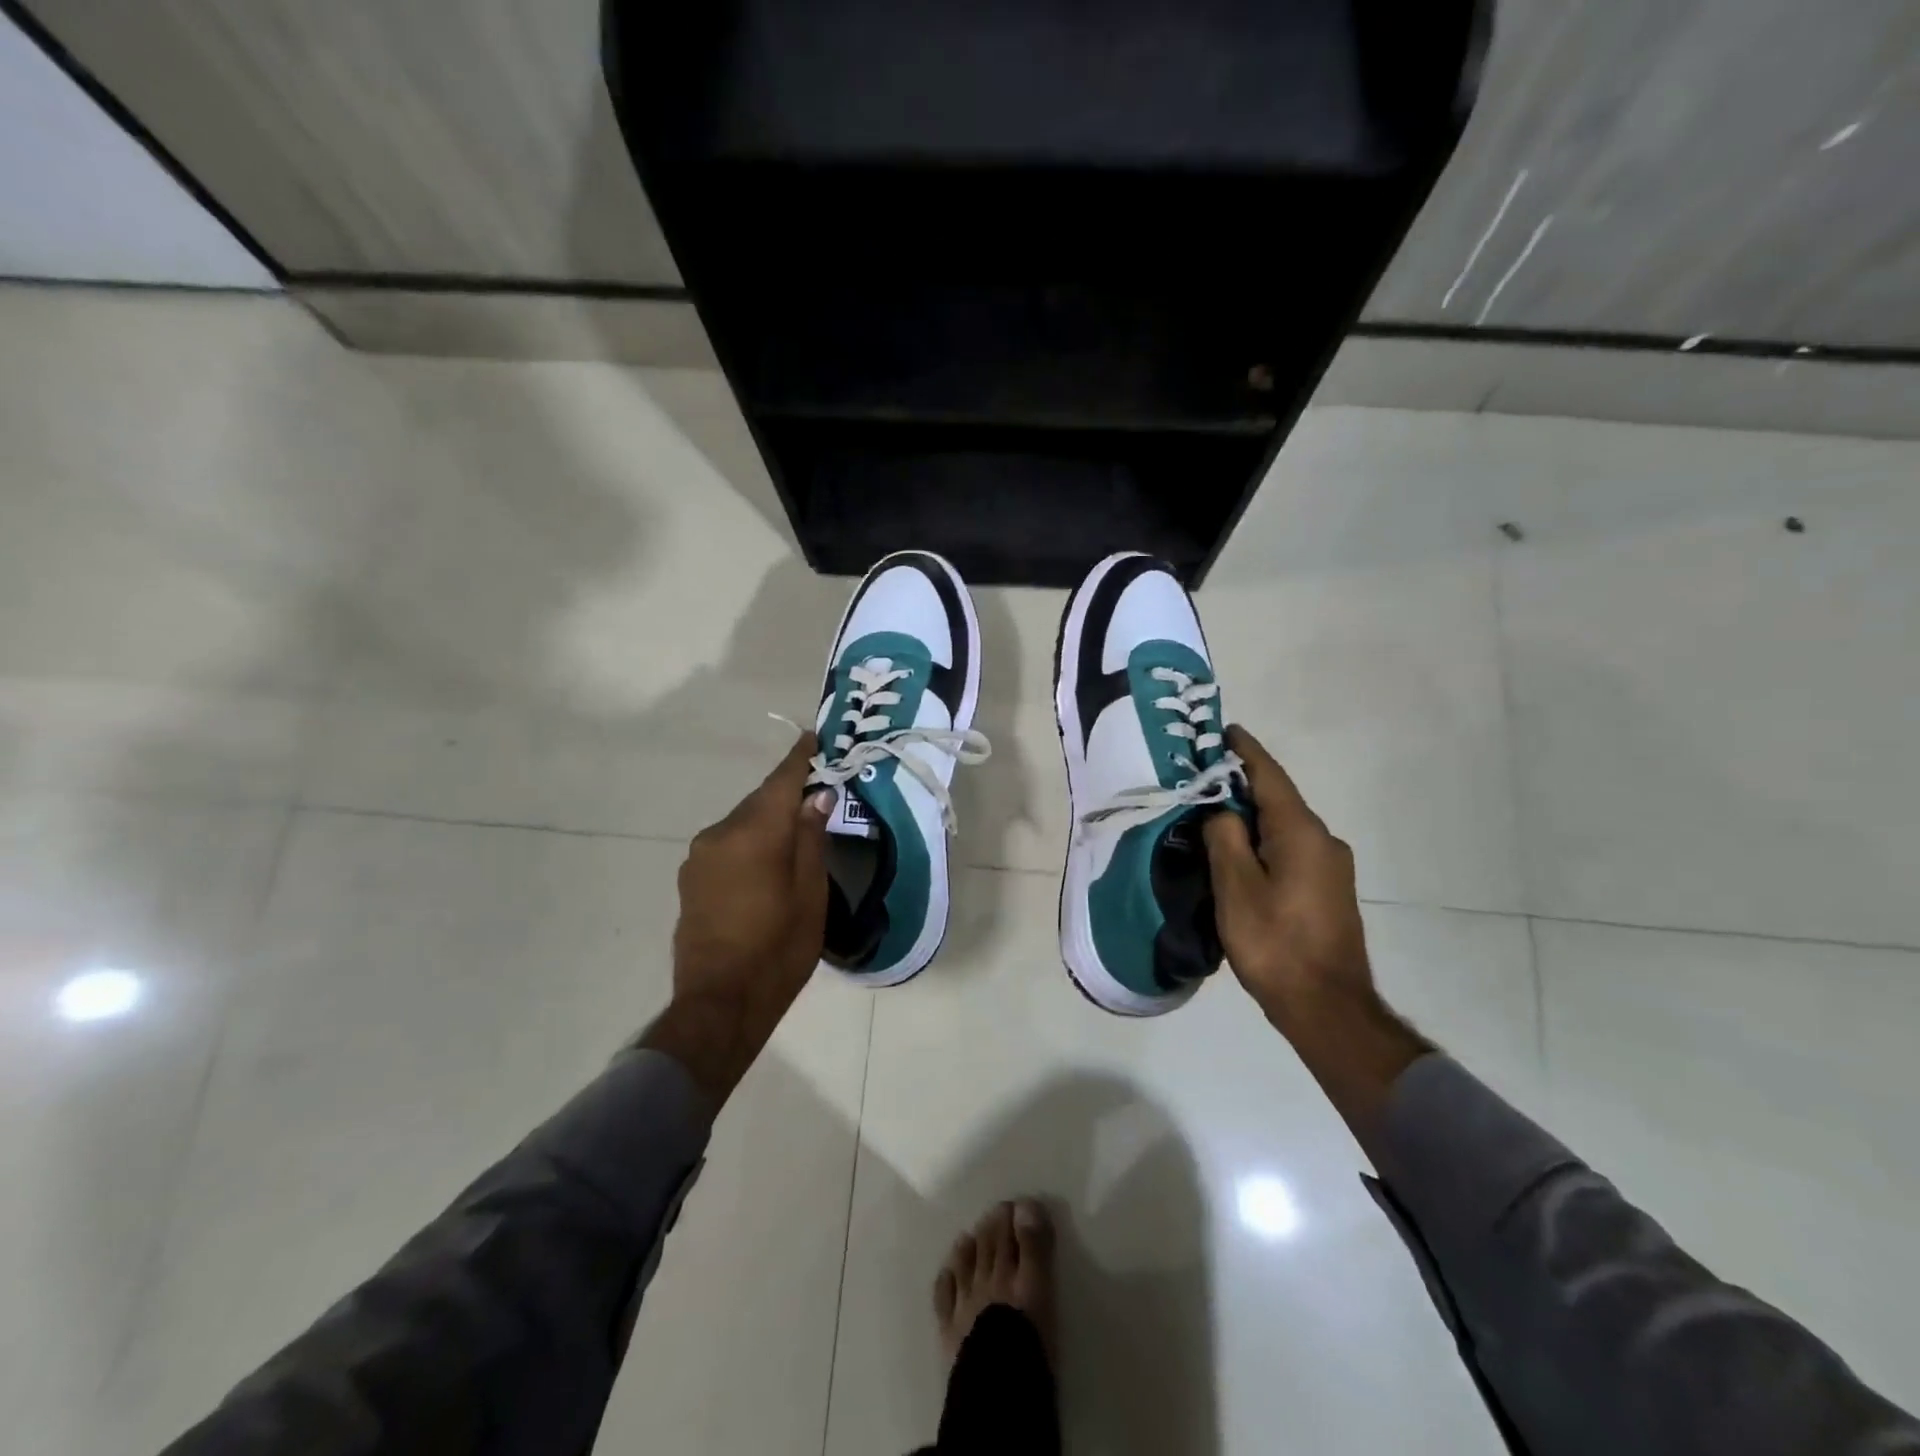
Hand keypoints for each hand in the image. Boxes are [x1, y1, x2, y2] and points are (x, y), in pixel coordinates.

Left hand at [641, 733, 832, 1102]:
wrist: (719, 1003)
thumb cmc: (778, 949)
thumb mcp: (810, 894)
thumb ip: (810, 838)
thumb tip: (815, 797)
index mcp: (754, 833)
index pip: (782, 781)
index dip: (800, 759)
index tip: (814, 738)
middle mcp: (720, 834)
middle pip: (760, 801)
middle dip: (788, 793)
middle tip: (817, 792)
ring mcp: (699, 856)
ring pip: (742, 823)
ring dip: (767, 820)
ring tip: (795, 832)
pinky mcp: (691, 878)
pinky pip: (727, 844)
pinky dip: (750, 841)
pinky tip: (766, 861)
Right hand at [1203, 725, 1430, 1155]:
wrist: (1328, 1007)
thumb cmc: (1276, 943)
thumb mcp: (1236, 887)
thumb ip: (1224, 837)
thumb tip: (1220, 810)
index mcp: (1302, 833)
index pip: (1270, 776)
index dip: (1245, 751)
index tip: (1224, 729)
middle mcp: (1323, 840)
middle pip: (1277, 799)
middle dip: (1240, 783)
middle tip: (1201, 774)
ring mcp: (1330, 867)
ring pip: (1283, 826)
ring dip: (1249, 815)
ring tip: (1210, 811)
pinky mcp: (1327, 890)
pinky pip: (1289, 849)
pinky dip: (1262, 840)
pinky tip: (1237, 852)